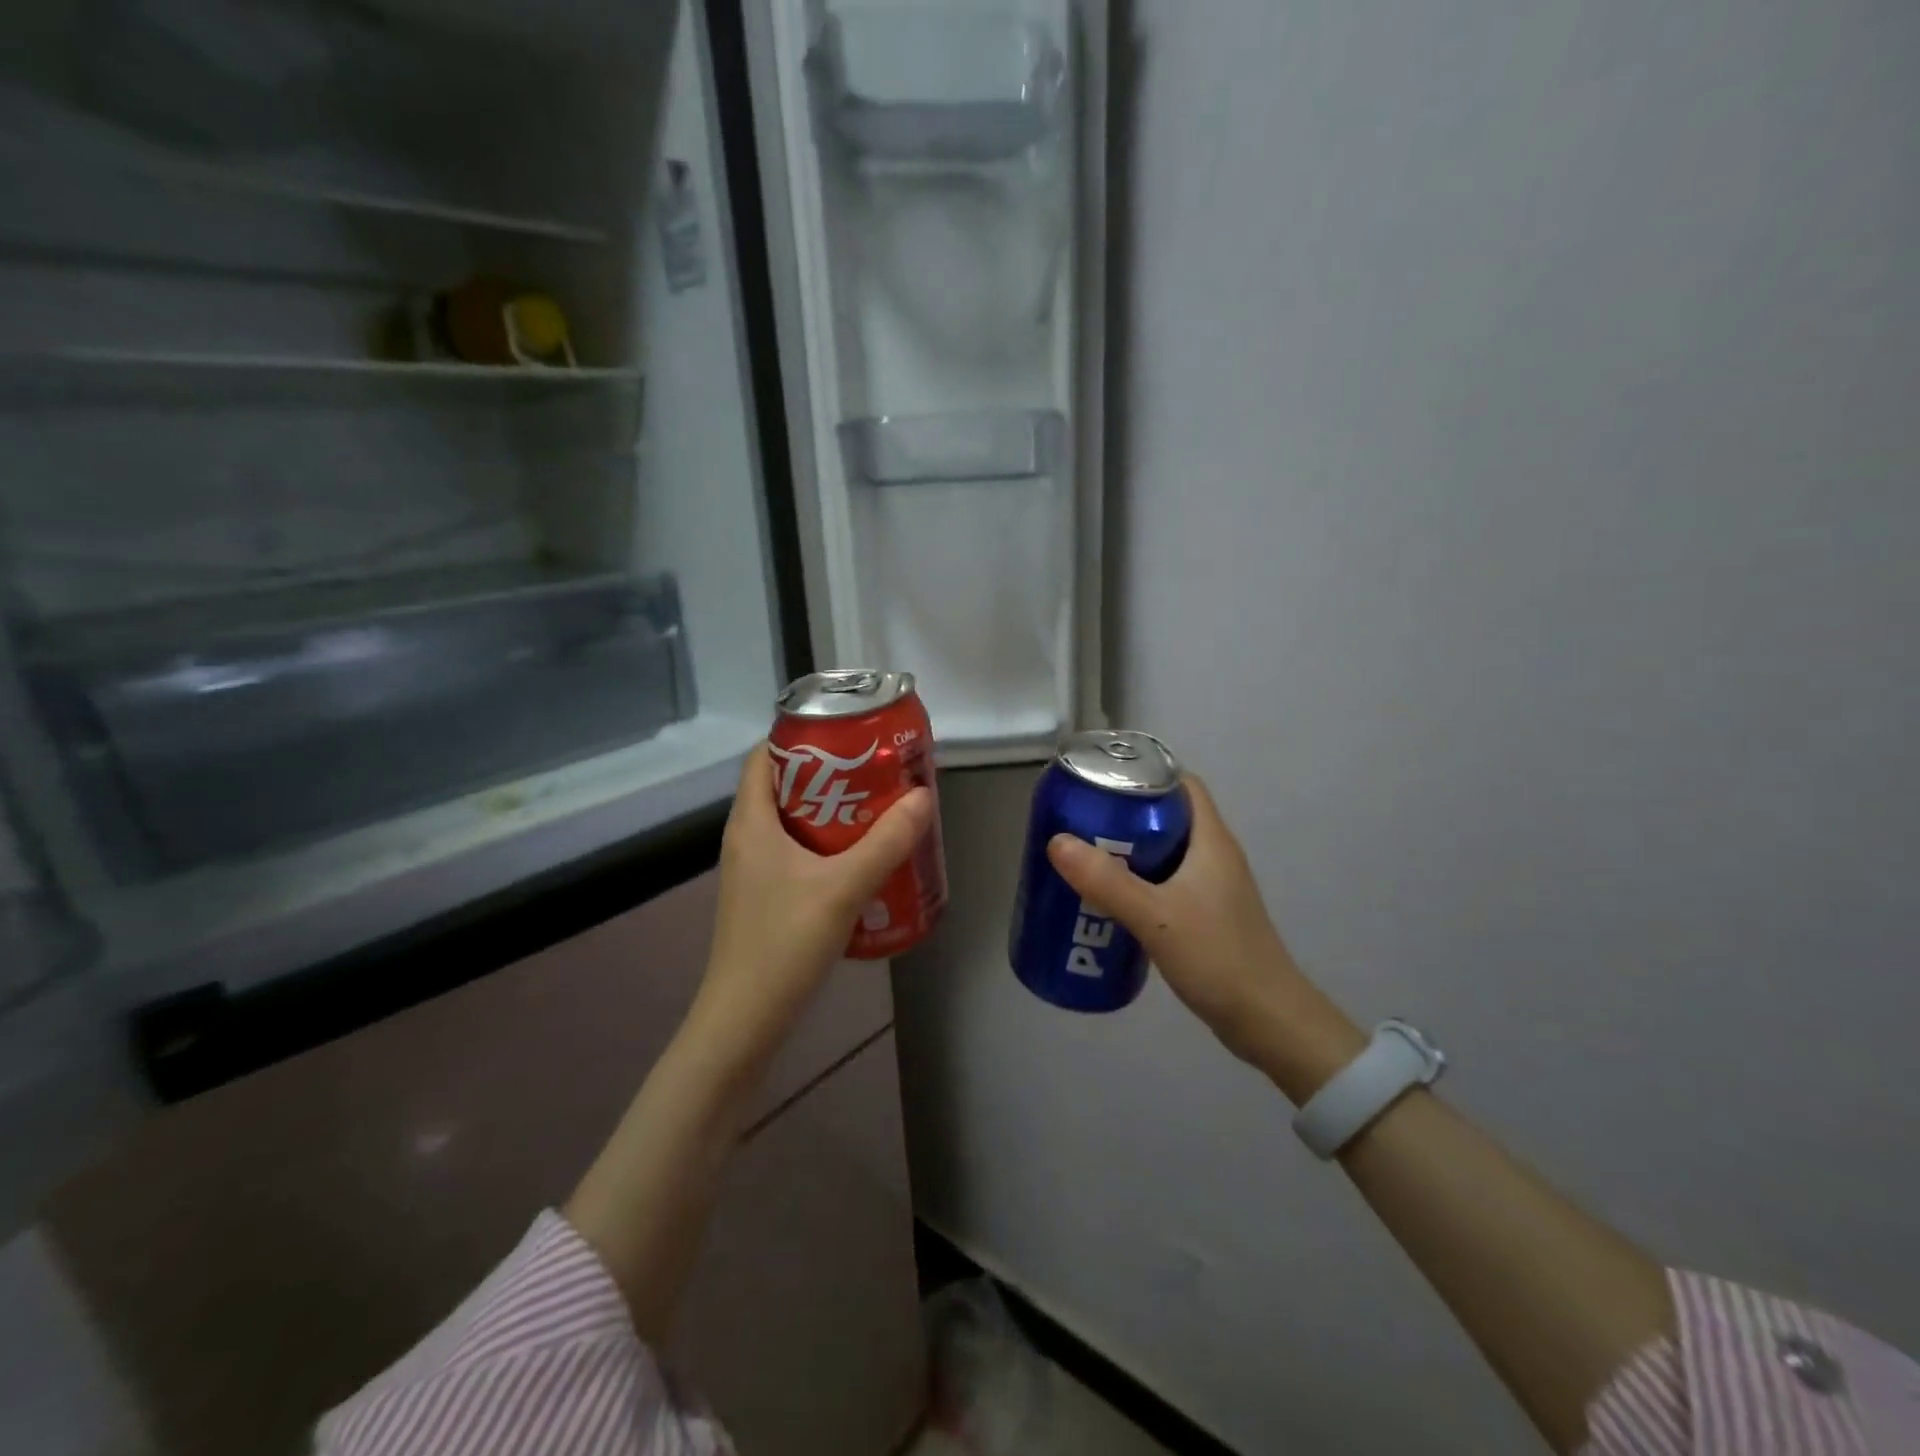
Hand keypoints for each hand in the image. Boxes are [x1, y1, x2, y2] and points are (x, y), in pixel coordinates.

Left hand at [695, 743, 934, 1049]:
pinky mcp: (768, 897)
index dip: (802, 737)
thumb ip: (885, 842)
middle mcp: (748, 838)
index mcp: (751, 821)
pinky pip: (800, 854)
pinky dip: (830, 846)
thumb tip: (922, 796)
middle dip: (832, 774)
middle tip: (878, 772)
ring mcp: (755, 871)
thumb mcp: (842, 888)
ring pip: (796, 822)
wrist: (745, 1021)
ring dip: (835, 812)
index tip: (849, 734)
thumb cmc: (783, 944)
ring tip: (880, 810)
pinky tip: (865, 860)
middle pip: (786, 786)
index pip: (765, 755)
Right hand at [1045, 775, 1362, 1096]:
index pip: (1182, 784)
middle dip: (1125, 814)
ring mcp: (1213, 888)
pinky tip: (1110, 900)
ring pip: (1165, 852)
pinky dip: (1139, 882)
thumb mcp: (1155, 916)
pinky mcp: (1207, 916)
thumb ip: (1106, 881)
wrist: (1267, 1021)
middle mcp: (1215, 856)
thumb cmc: (1217, 957)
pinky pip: (1166, 883)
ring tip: (1086, 856)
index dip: (1145, 774)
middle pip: (1168, 816)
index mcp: (1211, 841)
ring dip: (1129, 850)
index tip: (1102, 780)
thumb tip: (1056, 842)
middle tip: (1081, 820)